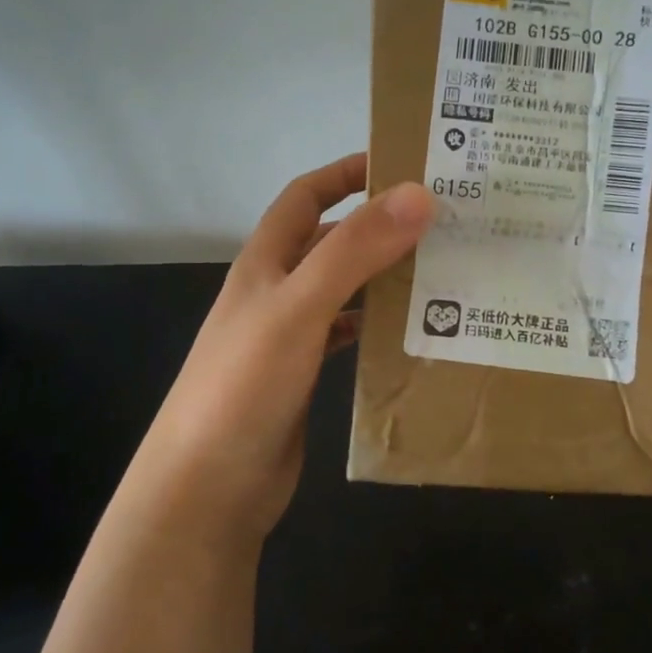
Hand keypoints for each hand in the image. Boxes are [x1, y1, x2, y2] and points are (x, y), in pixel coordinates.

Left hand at [127, 155, 434, 545]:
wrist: (207, 488)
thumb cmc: (244, 386)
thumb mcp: (299, 308)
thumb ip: (354, 250)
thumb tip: (417, 193)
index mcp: (265, 262)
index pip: (305, 196)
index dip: (346, 173)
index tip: (402, 164)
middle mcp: (277, 290)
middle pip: (331, 241)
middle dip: (379, 225)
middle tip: (444, 222)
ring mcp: (290, 335)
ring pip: (345, 288)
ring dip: (384, 276)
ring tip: (443, 270)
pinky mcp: (303, 375)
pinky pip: (348, 335)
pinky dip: (377, 325)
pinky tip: (413, 330)